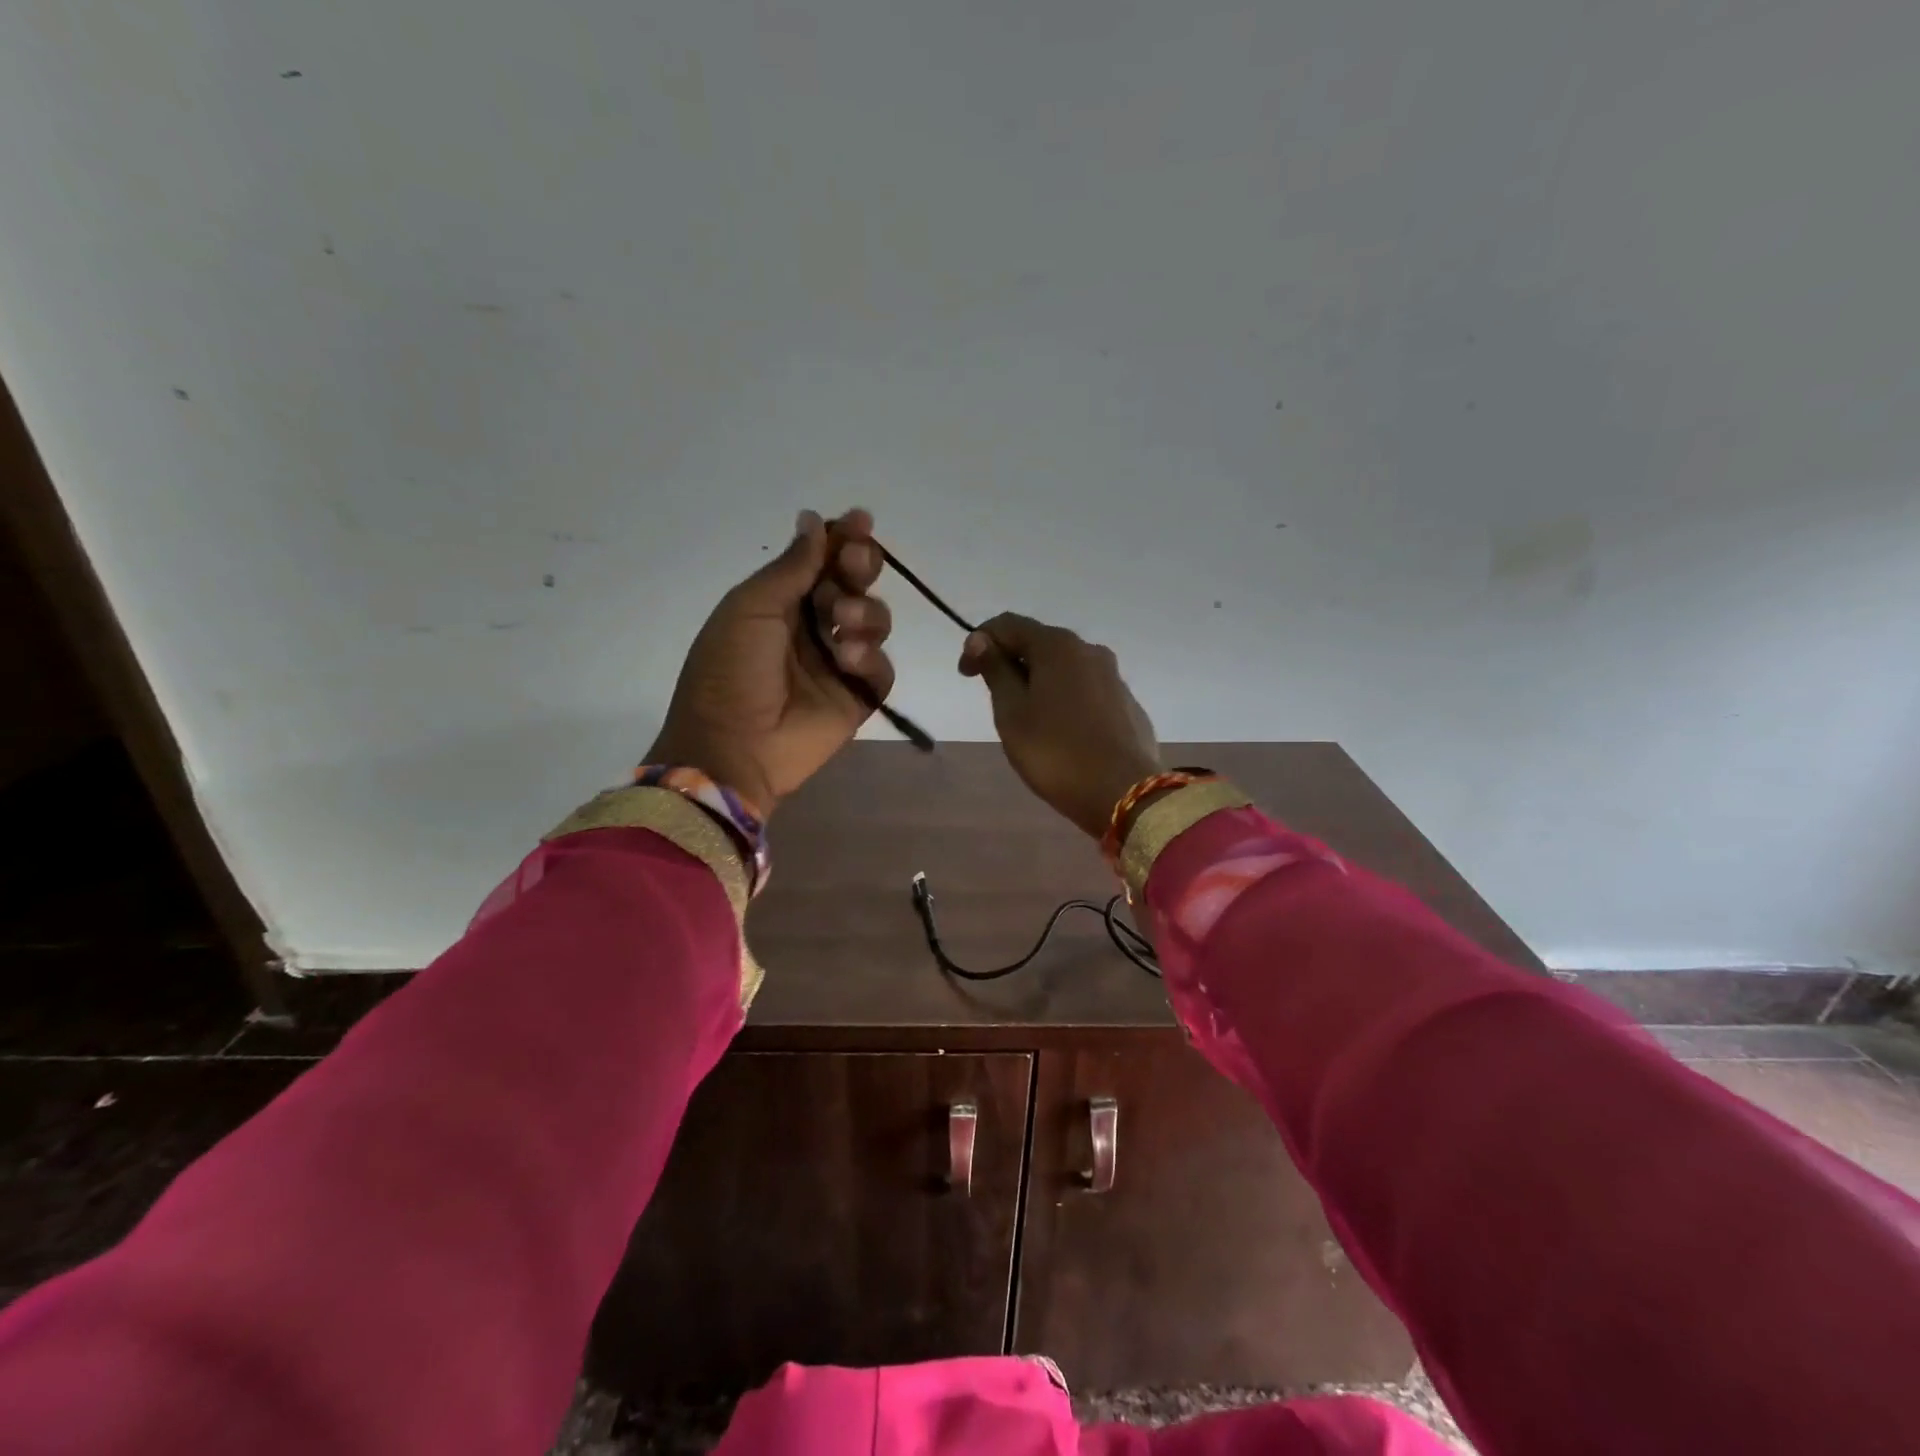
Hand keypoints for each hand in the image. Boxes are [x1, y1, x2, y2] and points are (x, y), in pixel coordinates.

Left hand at [647, 509, 894, 817]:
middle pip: (856, 585)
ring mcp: (838, 663)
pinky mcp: (858, 697)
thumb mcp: (751, 607)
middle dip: (861, 566)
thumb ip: (792, 566)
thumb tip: (816, 519)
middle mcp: (814, 627)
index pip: (822, 562)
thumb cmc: (730, 670)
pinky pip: (882, 668)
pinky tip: (848, 659)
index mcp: (781, 603)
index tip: (860, 521)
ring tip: (843, 622)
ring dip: (865, 611)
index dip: (842, 540)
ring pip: (875, 620)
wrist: (732, 746)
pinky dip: (871, 658)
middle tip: (855, 564)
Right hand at [959, 613, 1163, 838]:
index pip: (1008, 625)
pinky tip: (1060, 732)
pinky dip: (1064, 700)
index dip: (979, 642)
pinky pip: (1086, 691)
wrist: (1124, 793)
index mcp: (1058, 646)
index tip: (965, 675)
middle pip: (1039, 644)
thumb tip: (982, 639)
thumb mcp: (1011, 713)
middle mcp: (1090, 650)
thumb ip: (996, 671)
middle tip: (994, 700)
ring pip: (1065, 669)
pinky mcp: (1127, 704)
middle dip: (1011, 663)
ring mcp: (1113, 677)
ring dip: (1039, 683)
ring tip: (1026, 720)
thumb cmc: (1055, 752)